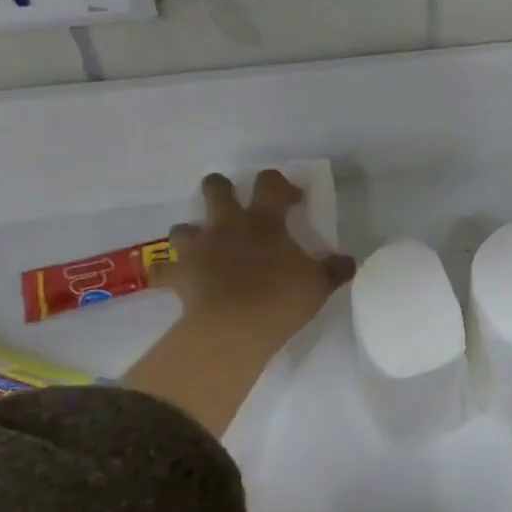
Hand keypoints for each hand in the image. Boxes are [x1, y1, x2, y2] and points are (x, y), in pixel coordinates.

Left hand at [160, 170, 354, 356]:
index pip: (270, 184)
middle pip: (216, 188)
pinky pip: (163, 272)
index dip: (282, 185)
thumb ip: (334, 269)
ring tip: (205, 248)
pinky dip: (168, 275)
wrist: (235, 327)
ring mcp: (198, 249)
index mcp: (264, 221)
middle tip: (236, 207)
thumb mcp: (320, 284)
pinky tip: (176, 281)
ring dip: (193, 233)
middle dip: (223, 190)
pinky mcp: (178, 276)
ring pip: (183, 227)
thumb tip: (349, 261)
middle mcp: (228, 226)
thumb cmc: (282, 298)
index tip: (294, 200)